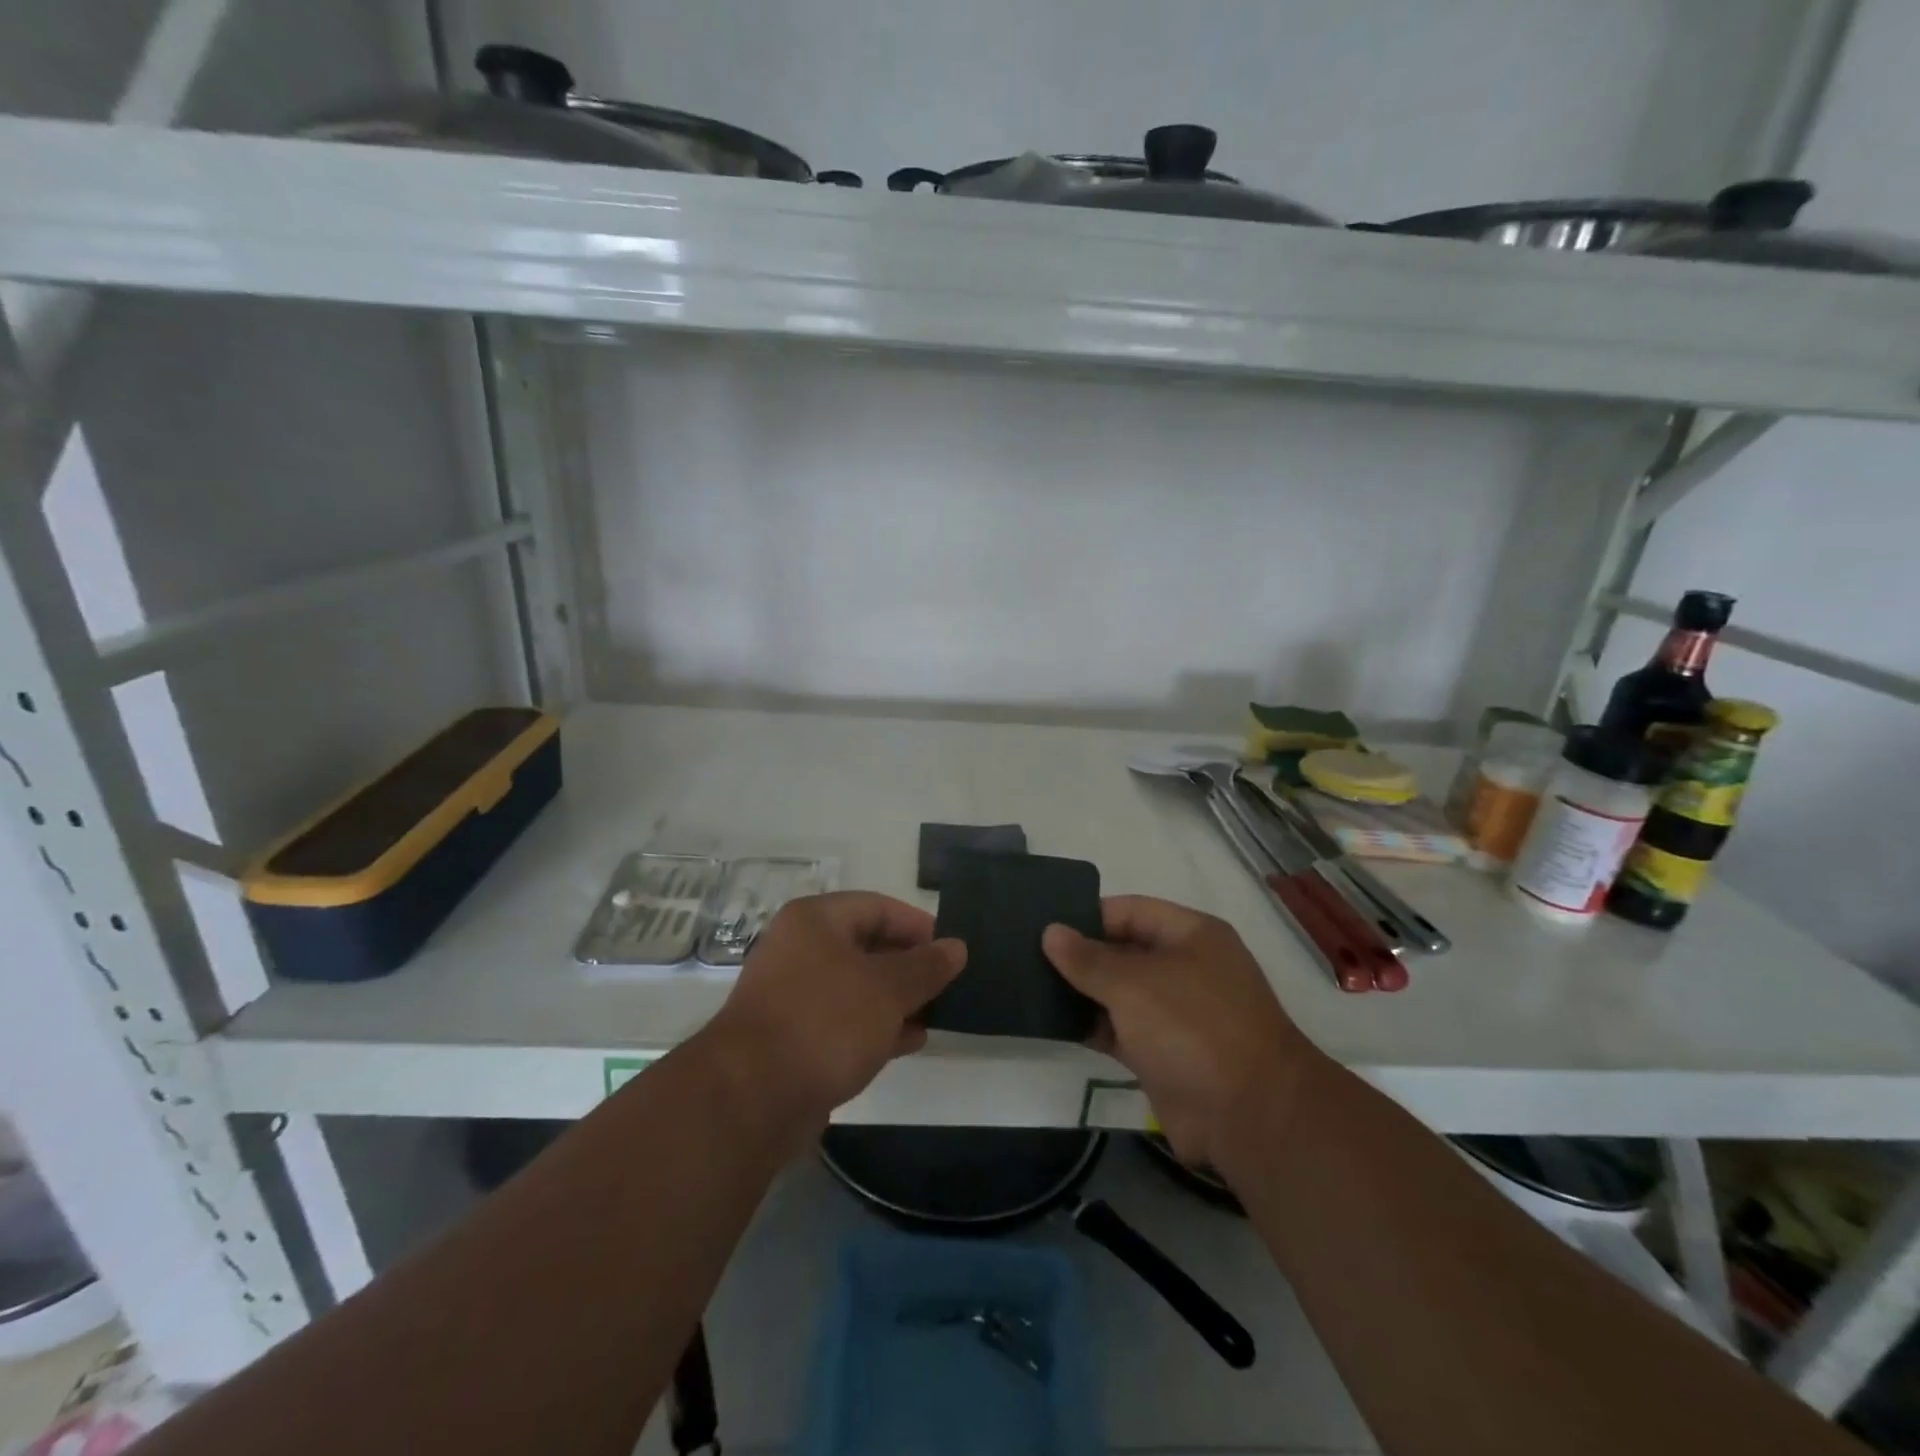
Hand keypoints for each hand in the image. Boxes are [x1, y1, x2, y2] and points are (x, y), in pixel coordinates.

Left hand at [706, 891, 964, 1130]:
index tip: (951, 951)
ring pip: (857, 987)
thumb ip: (925, 966)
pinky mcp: (792, 1037)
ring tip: (937, 1015)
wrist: (751, 1097)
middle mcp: (799, 950)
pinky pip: (843, 1021)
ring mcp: (792, 995)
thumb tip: (956, 947)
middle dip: (910, 966)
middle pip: (867, 946)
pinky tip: (909, 1042)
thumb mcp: (887, 989)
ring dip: (896, 1000)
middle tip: (949, 985)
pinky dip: (876, 1026)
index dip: (918, 926)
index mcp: (815, 921)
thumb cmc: (825, 1022)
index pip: (878, 907)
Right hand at [1043, 895, 1314, 1170]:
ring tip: (1029, 985)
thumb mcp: (1134, 984)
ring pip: (1119, 993)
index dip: (1088, 915)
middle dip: (1080, 954)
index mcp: (1191, 935)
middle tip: (1026, 954)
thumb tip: (1051, 932)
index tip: (1044, 924)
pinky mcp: (1164, 1053)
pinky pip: (1120, 1029)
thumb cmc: (1192, 1028)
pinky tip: (1053, 1022)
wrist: (1249, 1117)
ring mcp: (1176, 1013)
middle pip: (1124, 950)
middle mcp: (1186, 968)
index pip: (1131, 910)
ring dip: (1082, 992)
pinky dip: (1092, 1025)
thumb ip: (1088, 959)